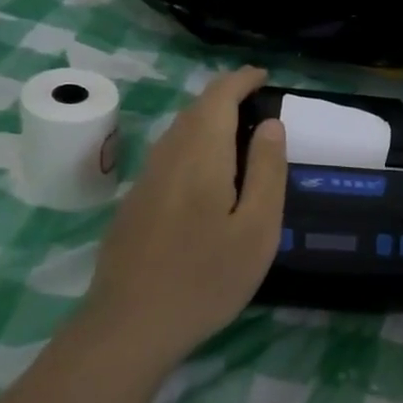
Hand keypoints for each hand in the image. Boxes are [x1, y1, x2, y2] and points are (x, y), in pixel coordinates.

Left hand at [82, 66, 286, 358]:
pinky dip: (192, 147)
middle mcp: (167, 156)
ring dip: (206, 122)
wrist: (131, 325)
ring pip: (178, 133)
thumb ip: (266, 171)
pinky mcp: (134, 204)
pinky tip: (206, 176)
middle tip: (257, 105)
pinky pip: (168, 157)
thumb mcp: (256, 229)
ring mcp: (145, 180)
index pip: (218, 97)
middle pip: (194, 111)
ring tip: (237, 136)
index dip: (241, 81)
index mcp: (201, 155)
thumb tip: (271, 124)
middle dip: (224, 98)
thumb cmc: (206, 278)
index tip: (263, 77)